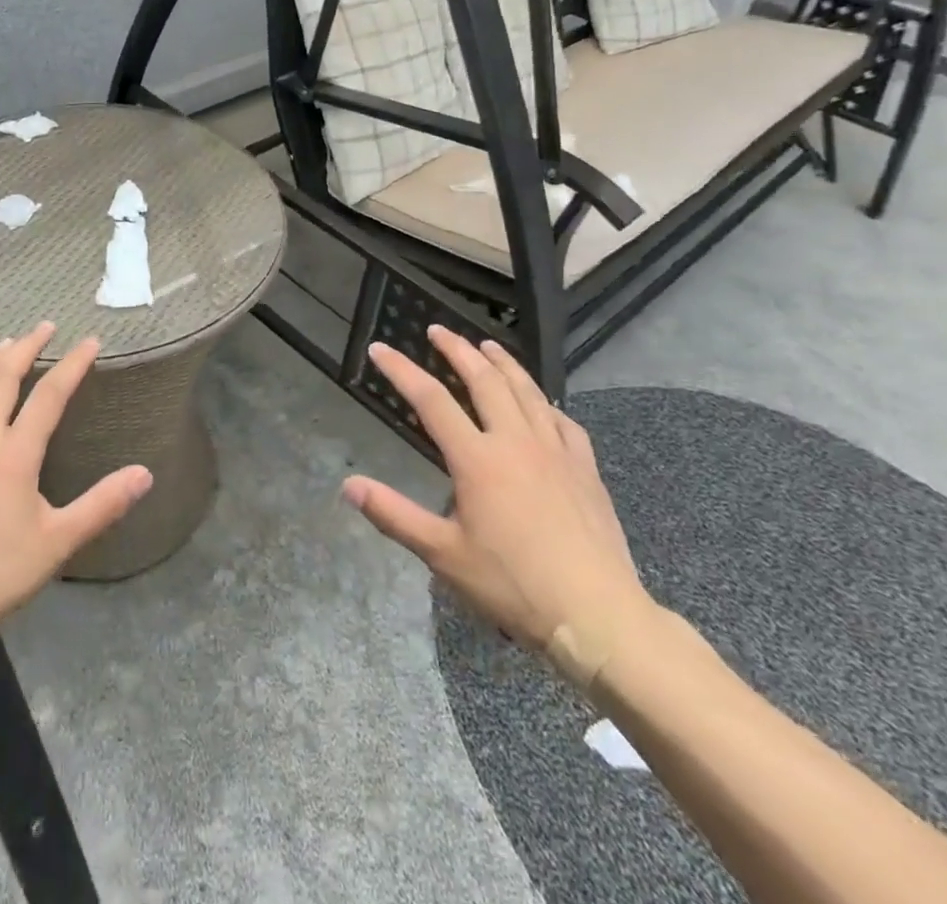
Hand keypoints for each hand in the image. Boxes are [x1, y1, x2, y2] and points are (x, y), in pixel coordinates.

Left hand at [0, 323, 152, 649]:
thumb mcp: (58, 542)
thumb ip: (103, 505)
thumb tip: (145, 474)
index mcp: (14, 455)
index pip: (48, 395)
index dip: (72, 365)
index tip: (90, 342)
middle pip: (2, 378)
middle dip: (26, 347)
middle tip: (44, 326)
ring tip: (7, 343)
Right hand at [341, 327, 657, 686]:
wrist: (598, 616)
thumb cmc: (513, 585)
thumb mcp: (443, 554)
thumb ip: (394, 515)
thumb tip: (348, 485)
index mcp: (477, 459)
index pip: (431, 399)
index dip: (401, 370)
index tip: (380, 348)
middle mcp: (515, 441)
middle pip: (483, 379)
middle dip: (457, 350)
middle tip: (437, 330)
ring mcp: (555, 451)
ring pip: (526, 391)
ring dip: (502, 363)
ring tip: (486, 345)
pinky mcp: (585, 468)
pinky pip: (562, 420)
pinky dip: (544, 402)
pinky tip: (541, 402)